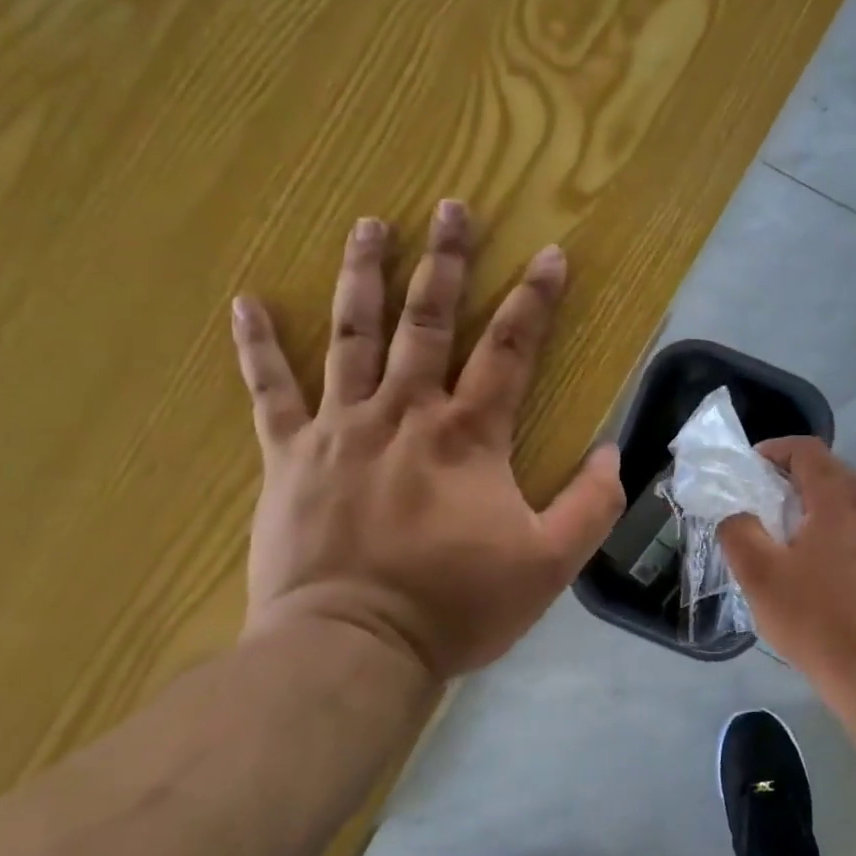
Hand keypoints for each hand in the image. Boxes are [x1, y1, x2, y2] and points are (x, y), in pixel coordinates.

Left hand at [230, 201, 625, 680]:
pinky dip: (256, 346)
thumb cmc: (456, 606)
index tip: (551, 254)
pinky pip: (269, 391)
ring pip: (351, 335)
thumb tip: (611, 452)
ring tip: (370, 225)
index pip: (510, 348)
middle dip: (445, 260)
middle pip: (428, 321)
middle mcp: (404, 412)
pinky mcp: (289, 456)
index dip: (535, 298)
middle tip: (452, 206)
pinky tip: (244, 301)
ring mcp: (340, 428)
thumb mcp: (550, 564)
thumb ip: (591, 505)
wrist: (353, 649)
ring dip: (363, 276)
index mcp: (468, 435)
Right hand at [718, 437, 855, 687]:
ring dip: (814, 508)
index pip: (808, 450)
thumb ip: (739, 533)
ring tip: (783, 537)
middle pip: (831, 473)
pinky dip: (833, 533)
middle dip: (793, 478)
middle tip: (761, 501)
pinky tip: (815, 570)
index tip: (749, 467)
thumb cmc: (820, 621)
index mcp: (840, 500)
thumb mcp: (762, 577)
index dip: (775, 449)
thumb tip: (737, 515)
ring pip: (848, 505)